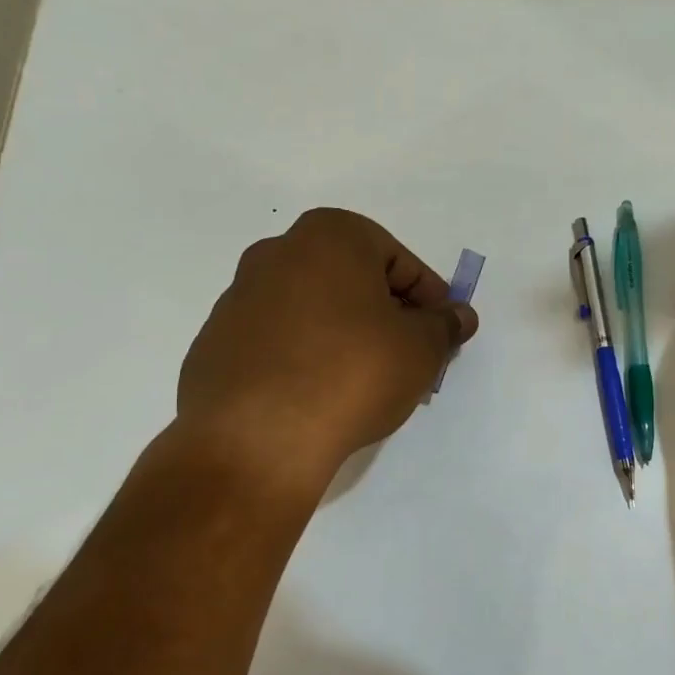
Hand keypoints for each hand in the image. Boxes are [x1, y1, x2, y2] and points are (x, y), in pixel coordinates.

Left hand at [174, 209, 476, 494]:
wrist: (258, 438)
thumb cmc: (352, 372)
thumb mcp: (420, 349)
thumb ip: (444, 326)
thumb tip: (459, 315)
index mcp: (329, 236)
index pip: (397, 260)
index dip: (428, 296)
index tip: (440, 332)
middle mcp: (277, 253)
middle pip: (351, 279)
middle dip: (385, 313)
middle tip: (408, 354)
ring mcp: (238, 298)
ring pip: (311, 309)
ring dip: (343, 334)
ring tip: (364, 381)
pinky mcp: (215, 344)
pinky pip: (276, 341)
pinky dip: (303, 357)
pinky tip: (318, 395)